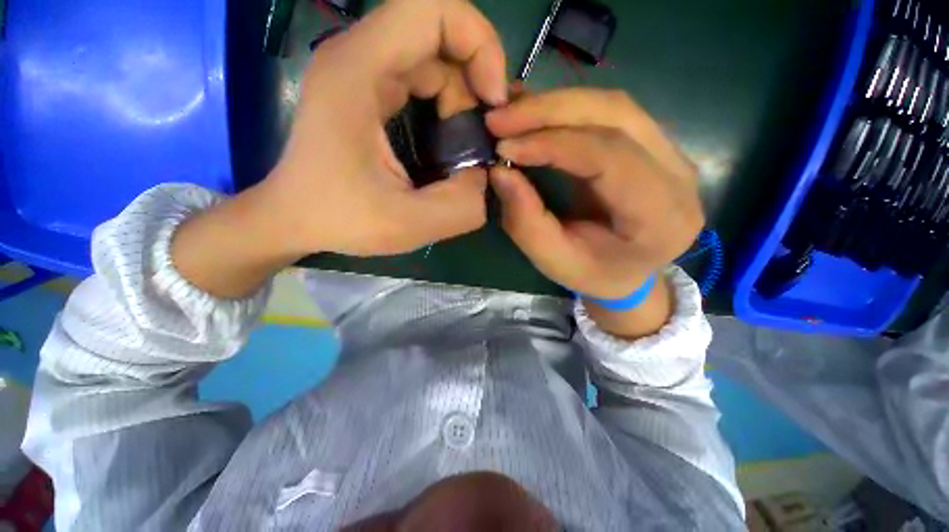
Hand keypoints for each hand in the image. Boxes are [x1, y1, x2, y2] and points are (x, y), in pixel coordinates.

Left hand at [260, 0, 506, 257]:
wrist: (296, 219)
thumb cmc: (340, 219)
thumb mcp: (409, 224)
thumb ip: (462, 205)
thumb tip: (486, 176)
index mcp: (359, 71)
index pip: (432, 9)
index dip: (479, 45)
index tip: (492, 101)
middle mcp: (359, 56)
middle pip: (440, 35)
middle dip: (475, 82)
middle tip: (482, 135)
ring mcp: (363, 71)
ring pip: (435, 59)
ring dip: (463, 99)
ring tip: (465, 146)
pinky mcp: (370, 91)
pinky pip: (424, 79)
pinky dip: (448, 106)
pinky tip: (449, 140)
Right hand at [485, 89, 703, 335]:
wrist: (628, 272)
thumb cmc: (593, 274)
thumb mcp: (554, 261)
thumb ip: (527, 222)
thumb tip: (500, 171)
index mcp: (661, 217)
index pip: (610, 158)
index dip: (553, 145)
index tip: (504, 146)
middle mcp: (678, 174)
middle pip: (616, 116)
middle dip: (550, 111)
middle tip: (499, 118)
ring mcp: (671, 152)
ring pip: (613, 105)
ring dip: (555, 104)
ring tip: (511, 114)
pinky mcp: (654, 143)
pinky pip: (610, 111)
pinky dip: (566, 109)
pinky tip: (534, 114)